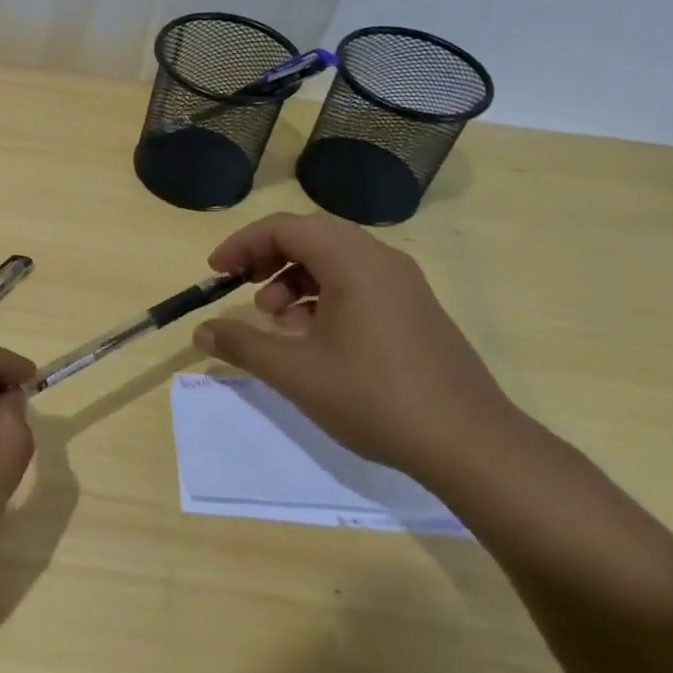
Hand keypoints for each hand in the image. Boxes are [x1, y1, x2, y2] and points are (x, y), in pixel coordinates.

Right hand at [192, 211, 521, 483]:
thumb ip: (242, 345)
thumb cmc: (376, 398)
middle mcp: (381, 261)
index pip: (286, 227)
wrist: (471, 445)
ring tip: (276, 320)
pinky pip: (358, 283)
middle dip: (268, 257)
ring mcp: (404, 285)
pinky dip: (324, 296)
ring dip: (295, 278)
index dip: (243, 244)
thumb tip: (201, 331)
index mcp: (354, 262)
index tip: (216, 272)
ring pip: (335, 260)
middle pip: (311, 236)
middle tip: (241, 287)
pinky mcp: (415, 310)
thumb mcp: (296, 373)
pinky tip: (312, 337)